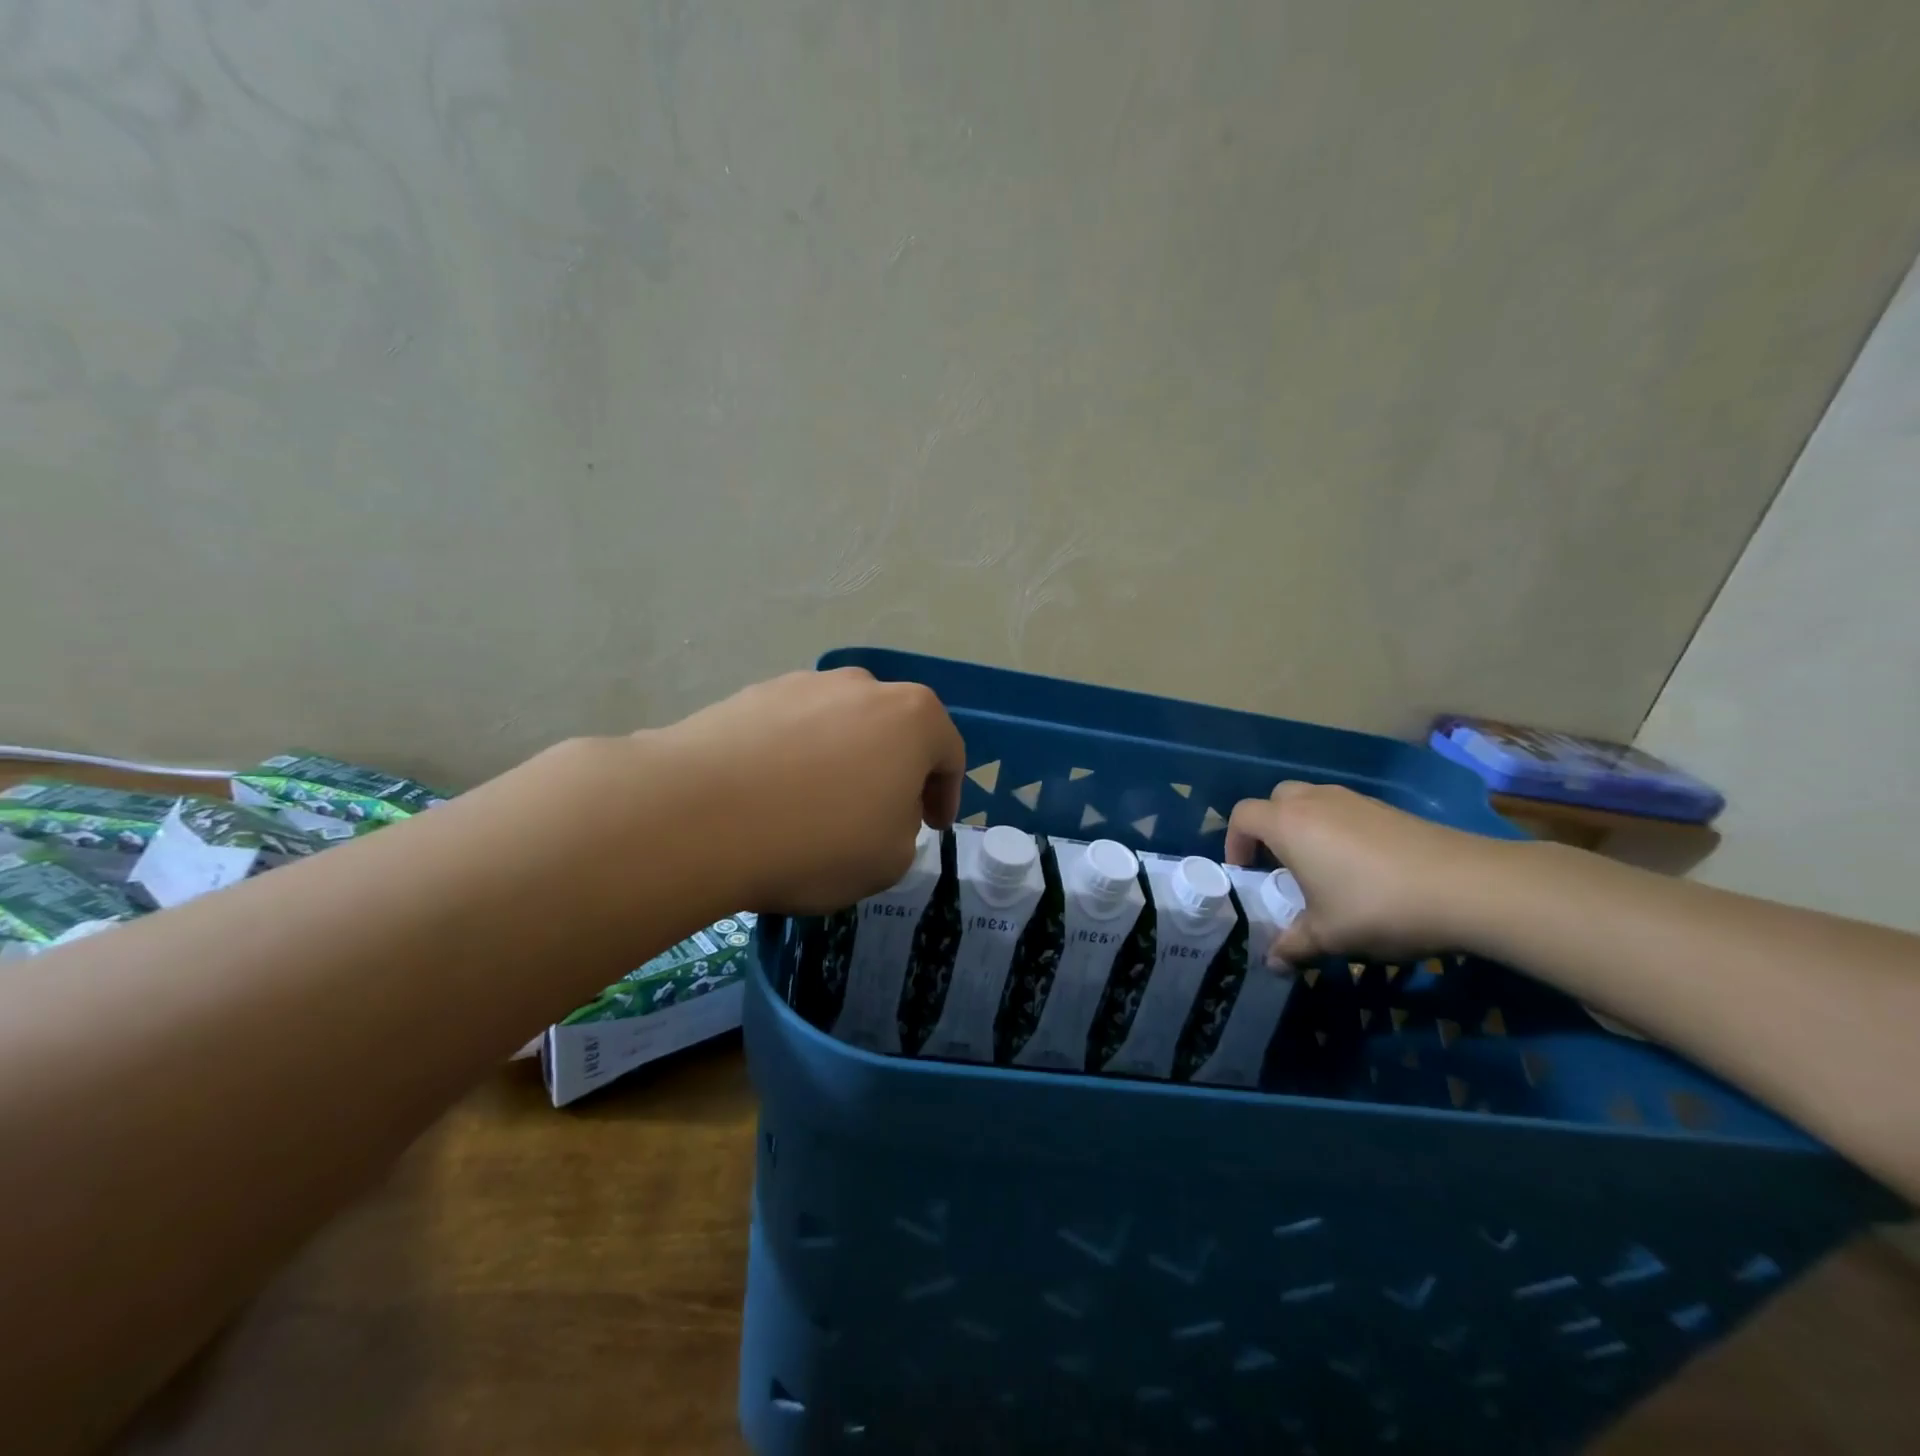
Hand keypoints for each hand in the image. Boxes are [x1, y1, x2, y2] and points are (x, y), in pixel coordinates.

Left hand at [657, 668, 965, 914]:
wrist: (698, 816)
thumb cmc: (817, 841)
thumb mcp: (889, 860)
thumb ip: (903, 830)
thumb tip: (877, 811)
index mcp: (913, 718)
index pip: (949, 753)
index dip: (946, 795)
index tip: (933, 827)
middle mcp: (862, 687)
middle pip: (894, 730)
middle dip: (895, 771)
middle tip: (881, 814)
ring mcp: (802, 684)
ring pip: (840, 725)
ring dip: (842, 760)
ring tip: (817, 806)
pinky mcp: (750, 695)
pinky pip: (790, 729)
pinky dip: (794, 757)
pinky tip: (771, 796)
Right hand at [1225, 781, 1503, 961]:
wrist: (1467, 886)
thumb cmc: (1377, 906)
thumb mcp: (1329, 935)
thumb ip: (1294, 945)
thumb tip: (1272, 962)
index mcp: (1289, 825)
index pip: (1243, 815)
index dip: (1234, 842)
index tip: (1246, 873)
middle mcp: (1315, 802)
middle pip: (1277, 799)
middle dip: (1269, 826)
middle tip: (1279, 863)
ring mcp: (1355, 800)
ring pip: (1313, 800)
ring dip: (1305, 825)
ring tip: (1320, 866)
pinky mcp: (1388, 809)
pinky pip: (1346, 810)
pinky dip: (1339, 829)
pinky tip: (1361, 867)